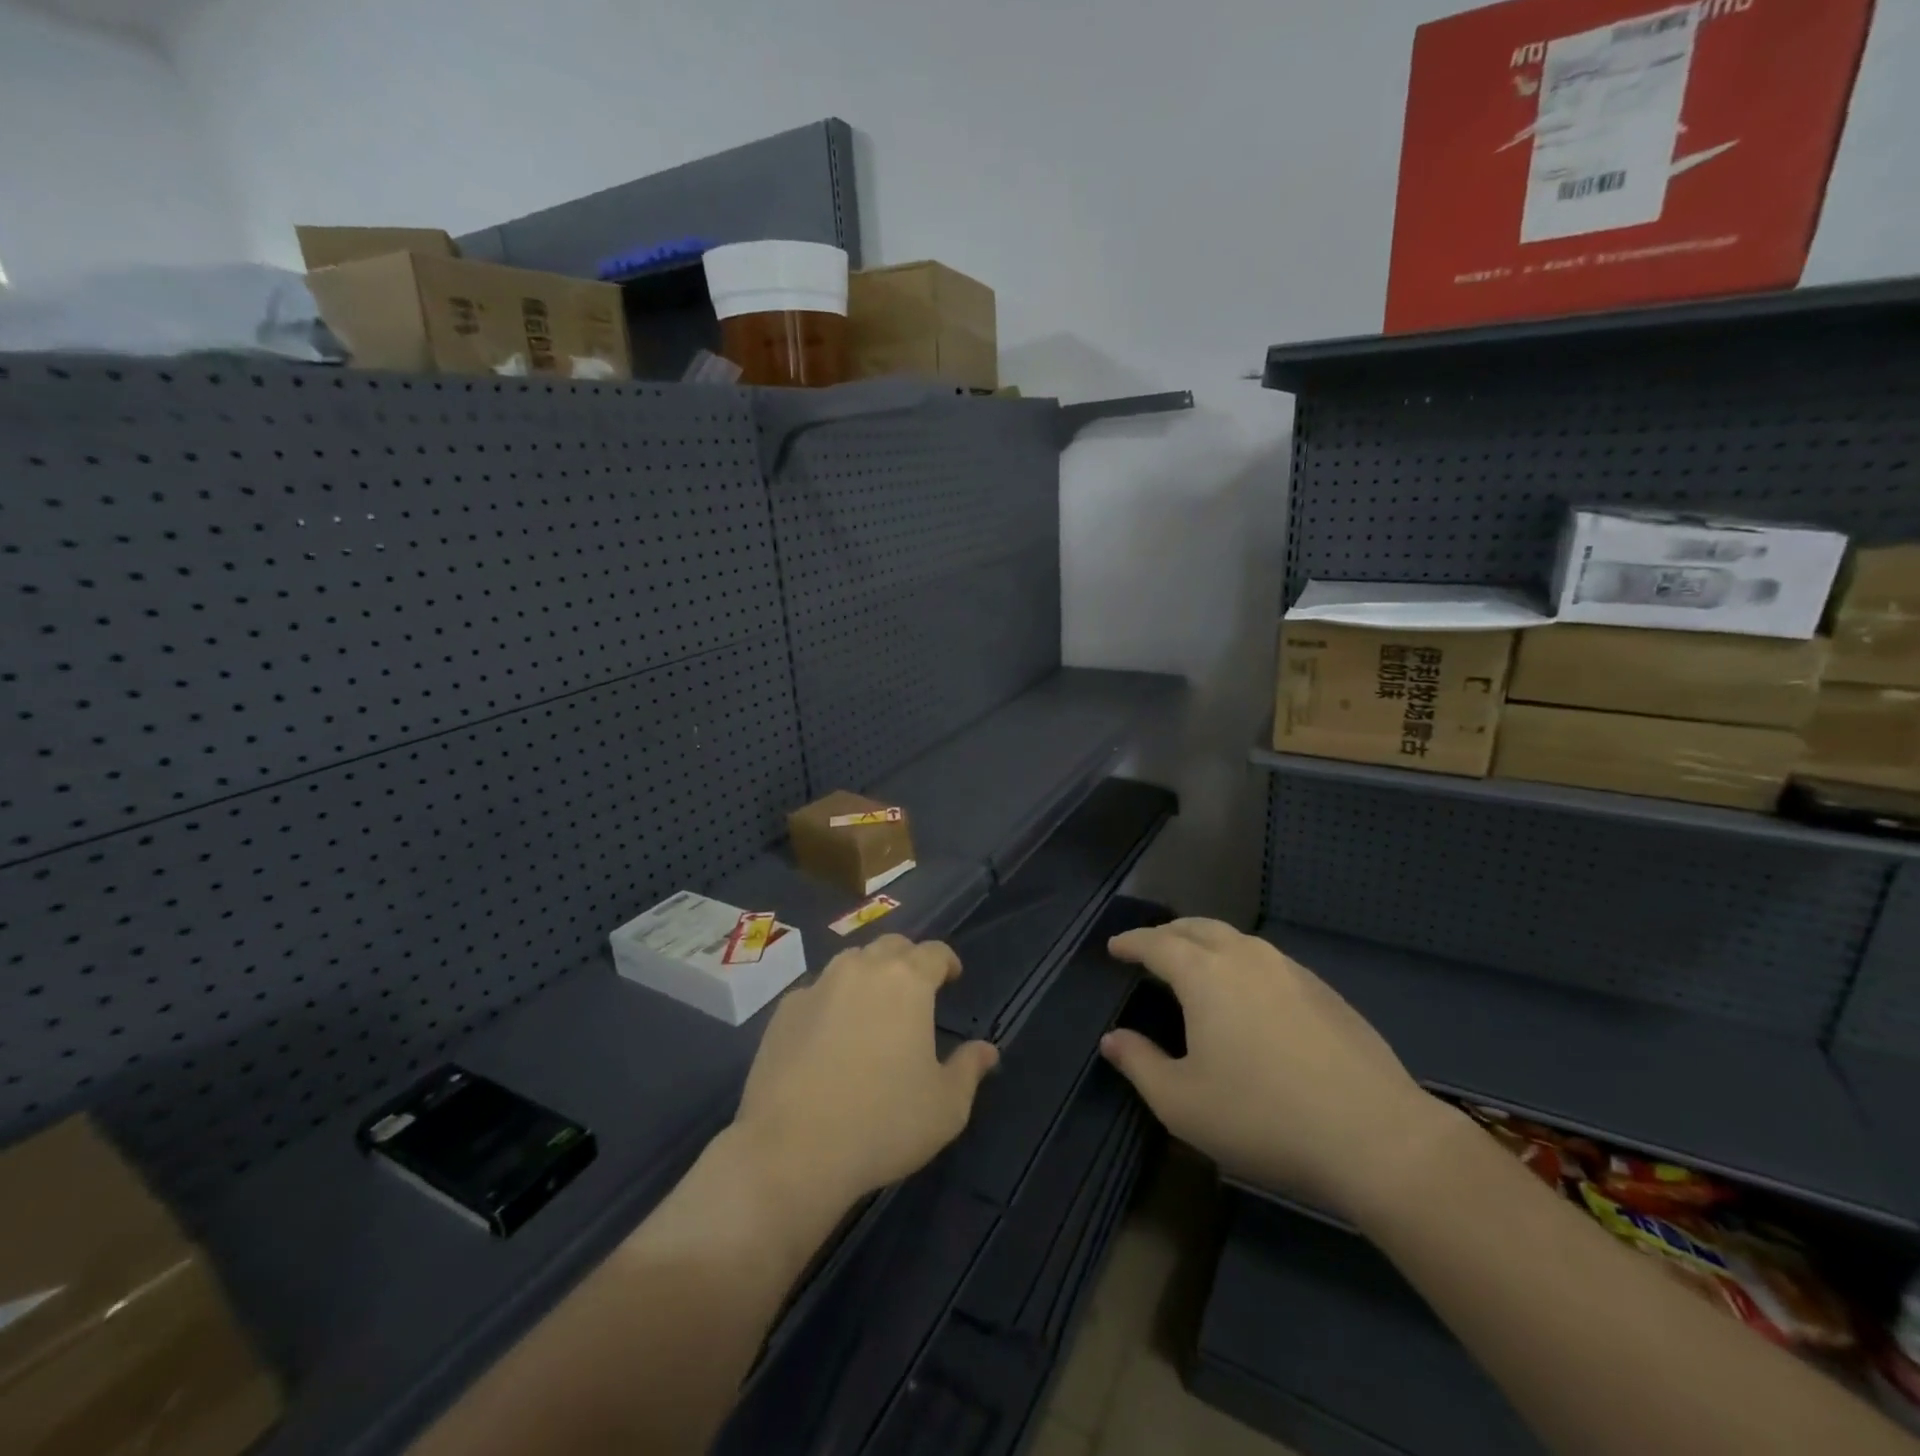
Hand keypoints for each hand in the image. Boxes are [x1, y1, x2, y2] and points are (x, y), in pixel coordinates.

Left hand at [730, 935, 999, 1213]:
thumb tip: (987, 1050)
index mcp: (907, 981)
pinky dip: (831, 1002)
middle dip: (908, 960)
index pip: (934, 951)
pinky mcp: (784, 1011)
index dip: (946, 961)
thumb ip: (969, 1069)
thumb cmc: (883, 1123)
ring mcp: (818, 986)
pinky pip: (816, 992)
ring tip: (872, 1008)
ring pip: (850, 963)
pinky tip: (829, 1036)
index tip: (952, 977)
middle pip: (891, 946)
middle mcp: (862, 969)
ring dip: (868, 975)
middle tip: (915, 990)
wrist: (792, 1150)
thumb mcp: (946, 1106)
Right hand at [1100, 919, 1453, 1220]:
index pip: (1157, 943)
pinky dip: (1243, 963)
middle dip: (1168, 932)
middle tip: (1151, 948)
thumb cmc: (1263, 1117)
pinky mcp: (1325, 991)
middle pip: (1198, 928)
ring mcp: (1291, 970)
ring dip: (1207, 943)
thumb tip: (1113, 1039)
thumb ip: (1139, 1064)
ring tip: (1197, 965)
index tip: (1115, 947)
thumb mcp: (1182, 1103)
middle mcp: (1246, 957)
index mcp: (1204, 974)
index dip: (1131, 942)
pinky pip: (1268, 961)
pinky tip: (1249, 994)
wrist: (1376, 1137)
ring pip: (1237, 940)